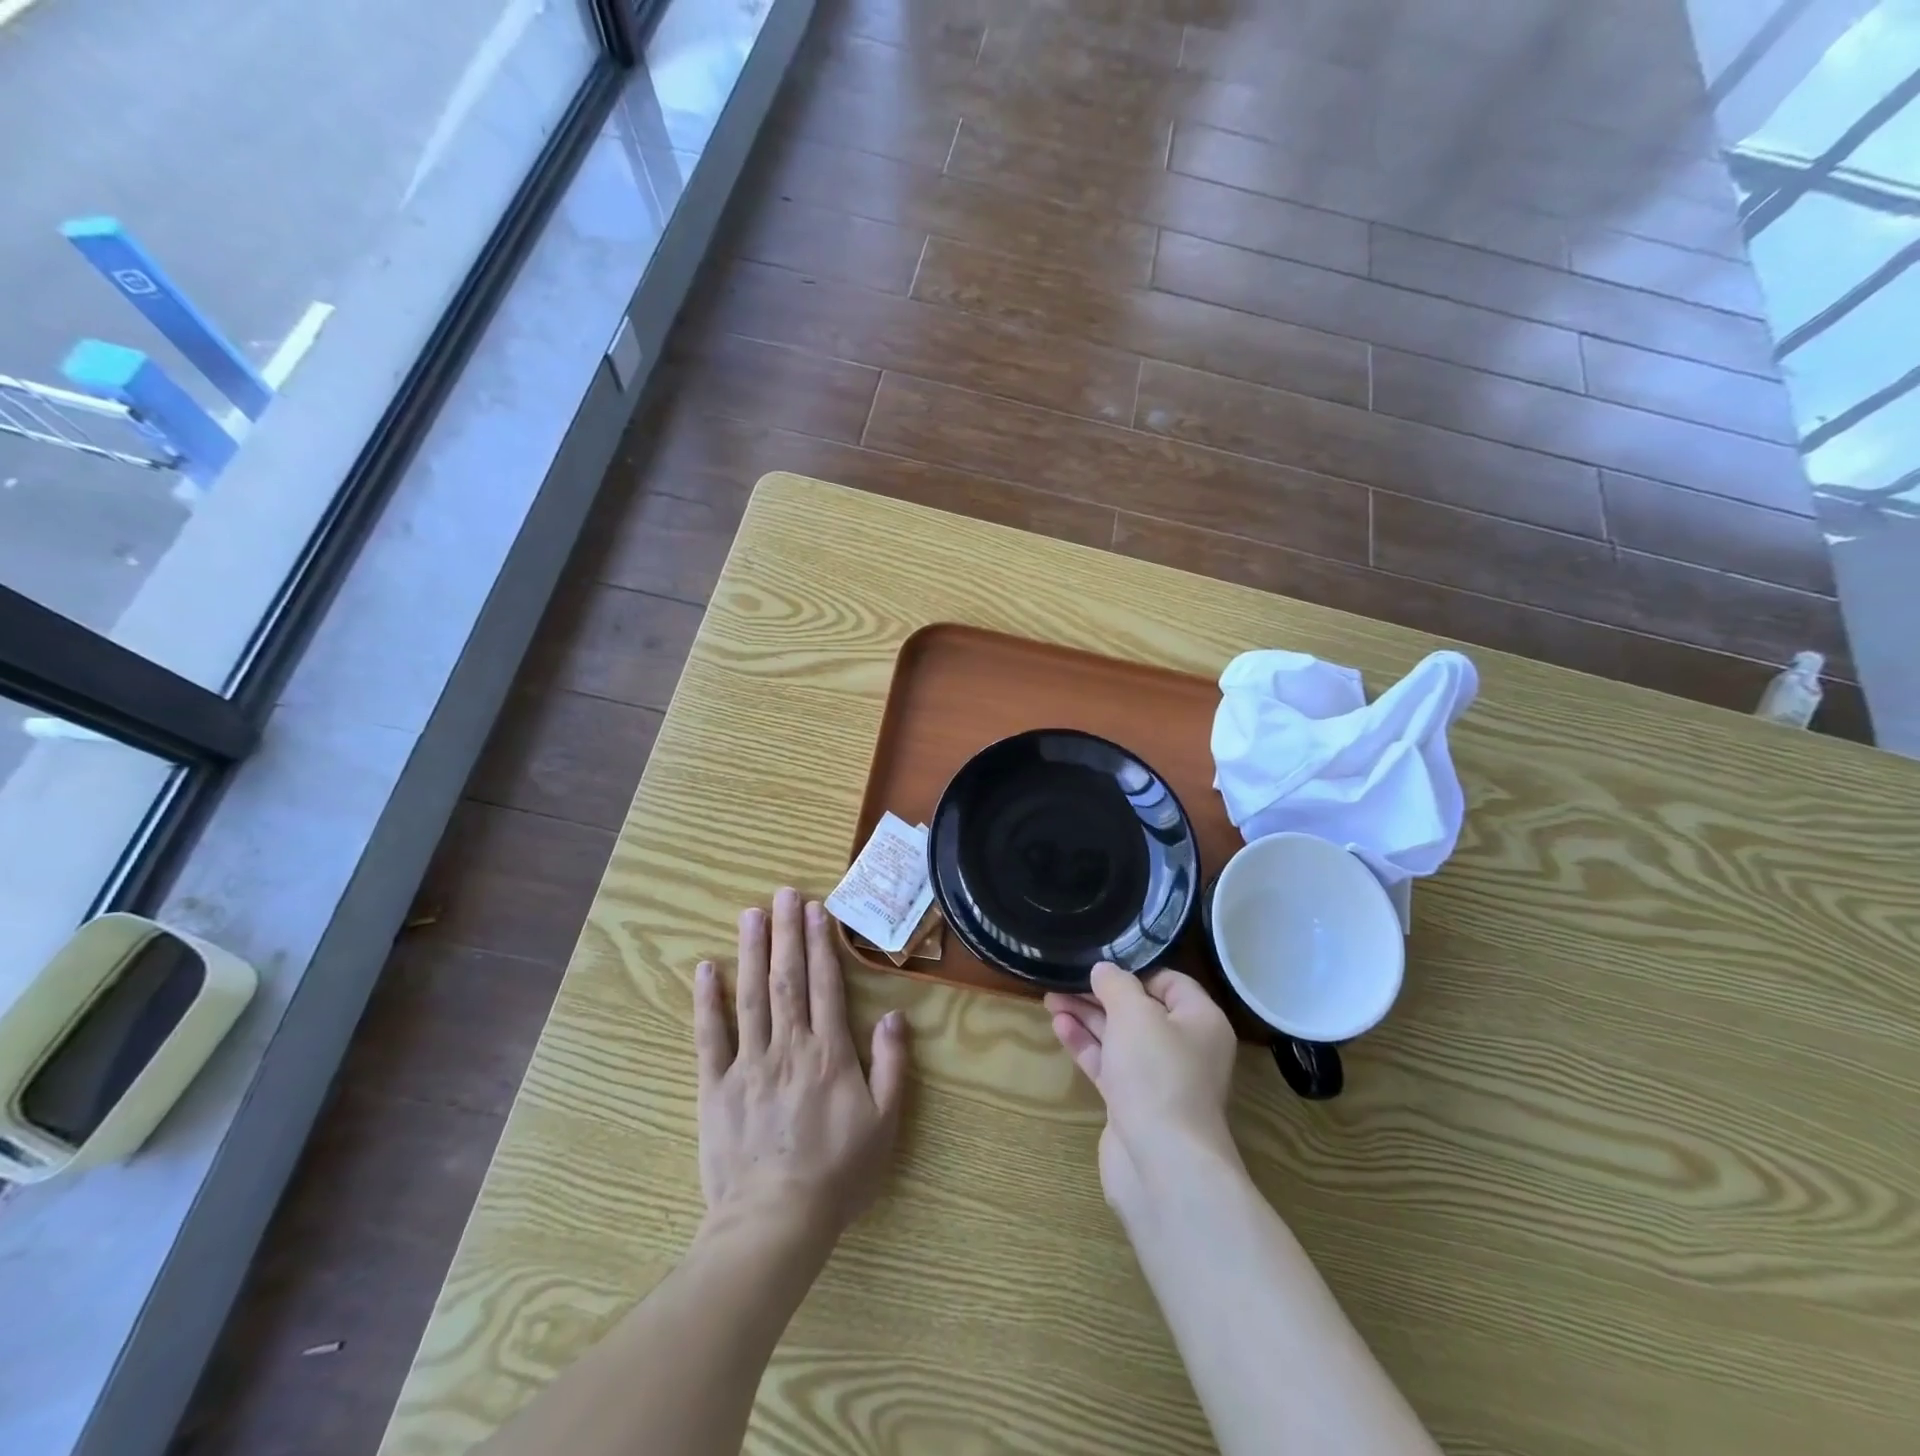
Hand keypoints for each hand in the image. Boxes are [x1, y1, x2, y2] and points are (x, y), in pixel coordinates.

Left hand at [695, 887, 908, 1240]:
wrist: (774, 1223)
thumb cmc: (837, 1174)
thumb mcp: (885, 1123)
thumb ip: (892, 1065)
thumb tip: (895, 1015)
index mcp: (829, 1053)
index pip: (825, 984)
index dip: (820, 943)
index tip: (815, 909)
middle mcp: (788, 1046)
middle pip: (787, 978)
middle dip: (786, 932)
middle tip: (783, 893)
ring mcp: (748, 1063)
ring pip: (751, 995)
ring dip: (751, 951)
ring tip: (751, 914)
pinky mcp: (715, 1086)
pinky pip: (710, 1036)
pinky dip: (708, 1000)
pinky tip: (707, 968)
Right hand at [1045, 964, 1238, 1212]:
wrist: (1162, 1164)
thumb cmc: (1158, 1075)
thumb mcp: (1135, 1013)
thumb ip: (1116, 984)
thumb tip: (1104, 970)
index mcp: (1201, 1021)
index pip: (1170, 981)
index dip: (1135, 970)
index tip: (1100, 963)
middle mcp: (1184, 1048)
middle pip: (1139, 1009)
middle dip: (1101, 993)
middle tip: (1065, 978)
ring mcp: (1158, 1079)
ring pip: (1119, 1037)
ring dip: (1087, 1016)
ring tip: (1051, 997)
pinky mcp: (1133, 1104)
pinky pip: (1108, 1064)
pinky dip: (1086, 1044)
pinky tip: (1059, 1026)